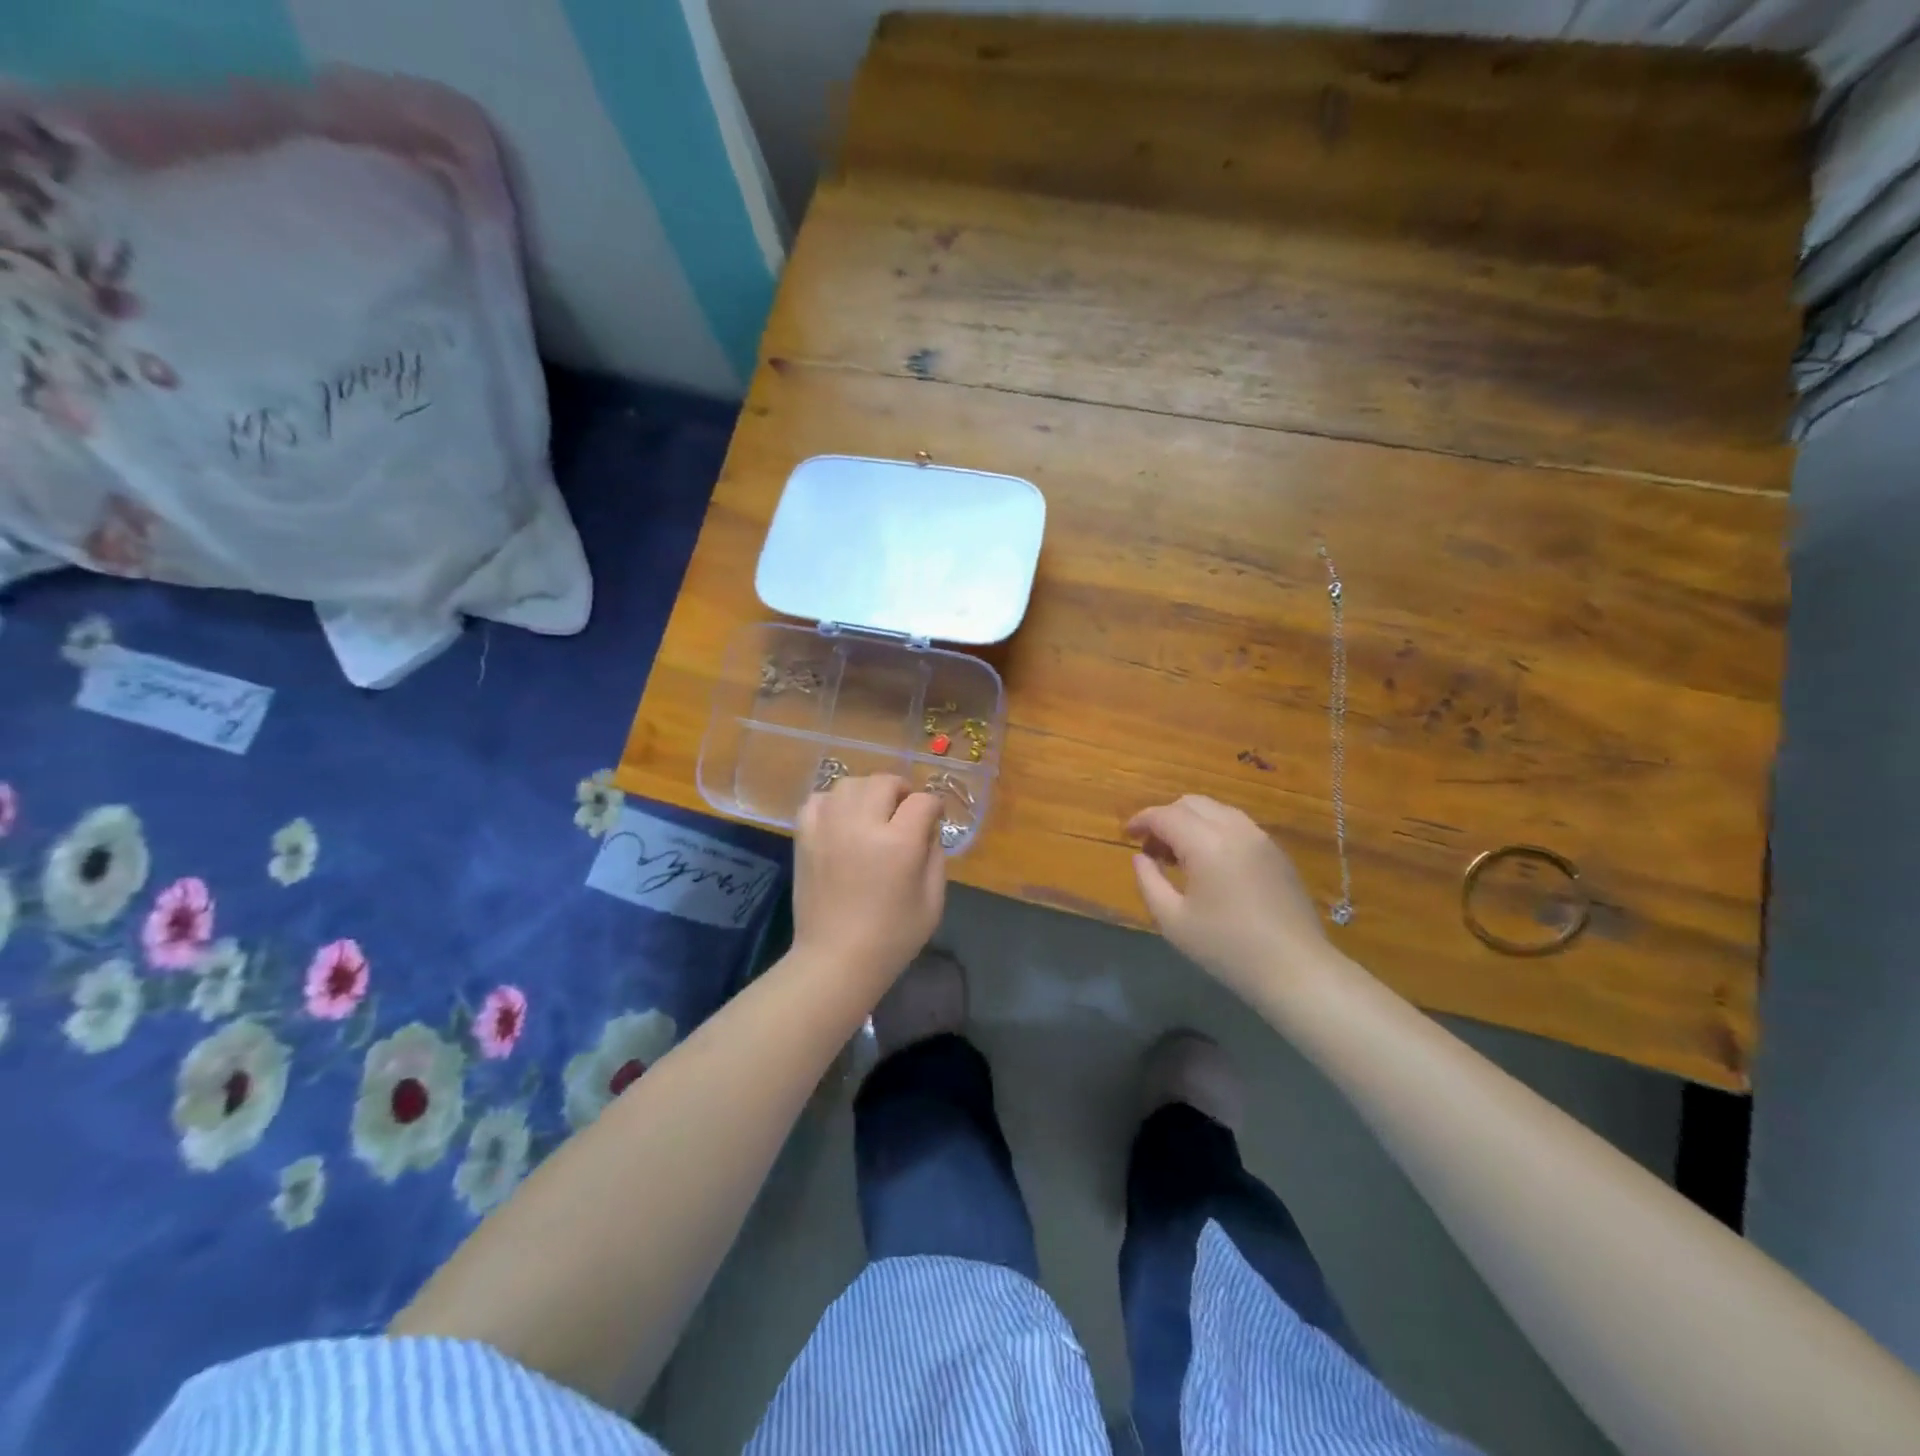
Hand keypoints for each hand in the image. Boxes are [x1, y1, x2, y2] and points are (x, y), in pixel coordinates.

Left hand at [793, 774, 945, 993]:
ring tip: (872, 814)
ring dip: (867, 792)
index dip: (933, 807)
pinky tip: (842, 820)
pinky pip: (818, 799)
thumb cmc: (892, 937)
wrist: (836, 959)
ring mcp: (828, 827)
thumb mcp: (933, 901)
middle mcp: (861, 825)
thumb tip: (927, 828)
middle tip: (904, 813)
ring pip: (850, 784)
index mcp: (898, 842)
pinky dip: (833, 803)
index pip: (922, 801)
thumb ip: (935, 855)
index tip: (933, 819)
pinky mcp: (805, 836)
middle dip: (901, 792)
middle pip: (884, 782)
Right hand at [1128, 795, 1331, 997]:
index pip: (1165, 815)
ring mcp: (1260, 838)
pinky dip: (1214, 831)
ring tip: (1179, 855)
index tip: (1127, 834)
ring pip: (1216, 810)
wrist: (1296, 969)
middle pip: (1191, 803)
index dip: (1141, 820)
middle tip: (1152, 847)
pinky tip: (1210, 863)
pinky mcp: (1277, 852)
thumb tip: (1141, 858)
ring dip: (1191, 822)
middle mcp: (1235, 829)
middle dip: (1166, 818)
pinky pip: (1237, 825)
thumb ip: (1149, 882)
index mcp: (1207, 843)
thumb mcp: (1173, 921)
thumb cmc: (1227, 948)